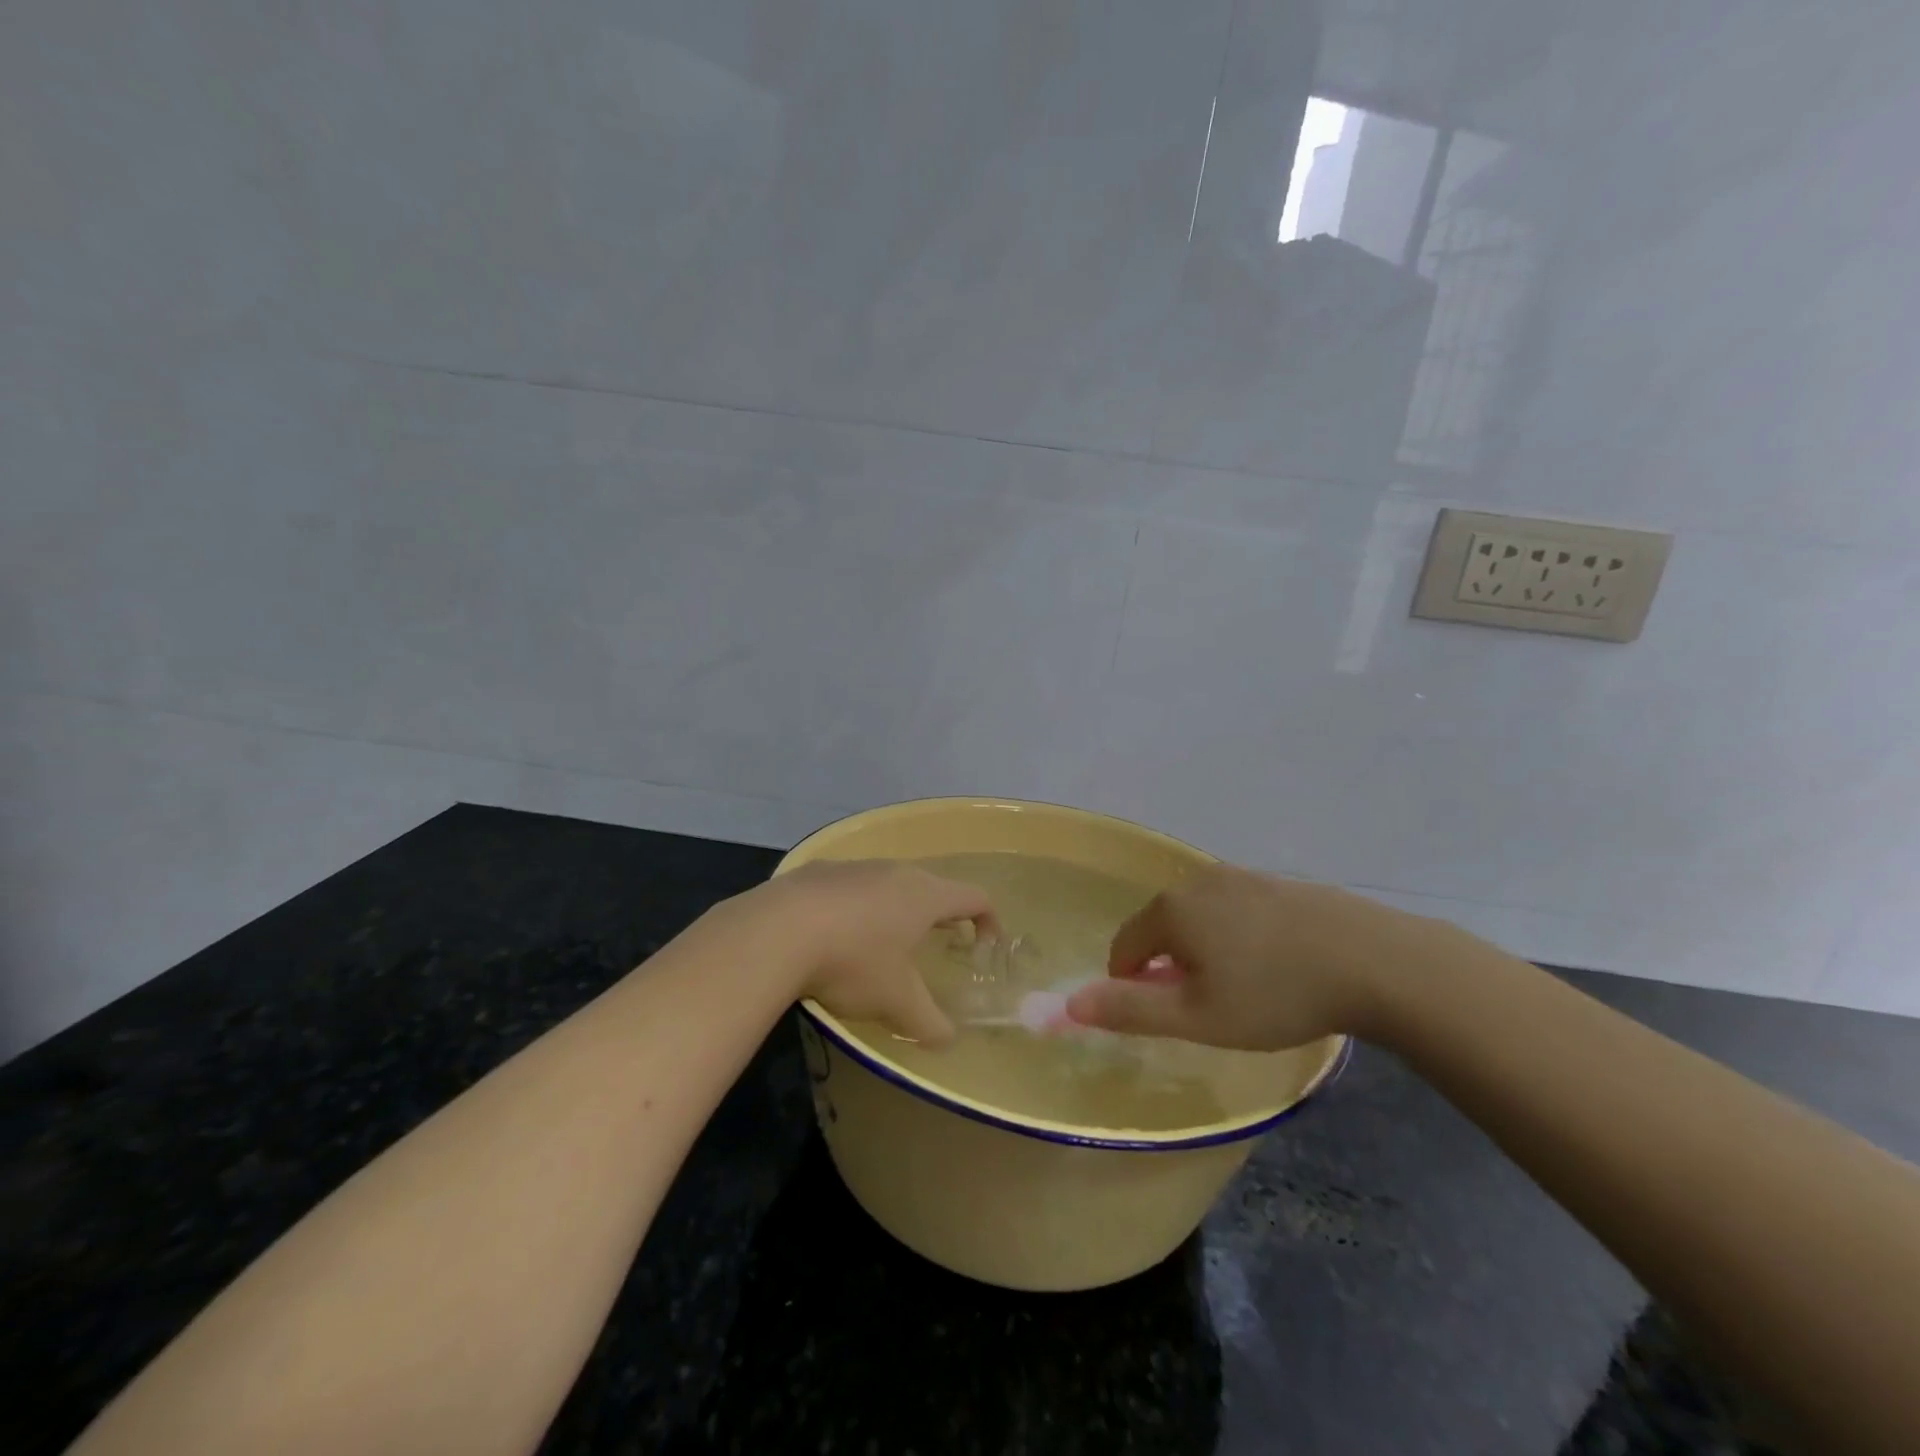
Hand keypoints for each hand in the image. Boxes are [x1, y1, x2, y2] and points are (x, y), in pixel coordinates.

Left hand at [739, 860, 996, 1044]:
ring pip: (888, 883)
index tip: (985, 944)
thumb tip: (948, 1040)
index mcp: (925, 896)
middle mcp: (895, 871)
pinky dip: (856, 908)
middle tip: (937, 944)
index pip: (975, 896)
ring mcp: (855, 867)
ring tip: (884, 943)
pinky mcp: (818, 871)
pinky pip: (850, 887)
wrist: (776, 930)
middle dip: (940, 914)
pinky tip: (834, 936)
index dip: (988, 919)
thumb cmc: (853, 961)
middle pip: (932, 886)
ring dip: (896, 909)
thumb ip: (929, 1022)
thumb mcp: (896, 1002)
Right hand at [1064, 865, 1429, 1049]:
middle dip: (1170, 966)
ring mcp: (1241, 876)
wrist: (1374, 962)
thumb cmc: (1274, 995)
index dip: (1132, 984)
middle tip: (1209, 1006)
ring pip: (1200, 917)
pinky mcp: (1278, 882)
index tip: (1167, 1015)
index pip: (1124, 946)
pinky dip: (1238, 935)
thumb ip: (1129, 1010)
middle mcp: (1198, 881)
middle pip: (1161, 928)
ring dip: (1204, 949)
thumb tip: (1070, 1004)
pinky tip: (1276, 962)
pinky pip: (1236, 909)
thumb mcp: (1196, 1017)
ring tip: (1245, 987)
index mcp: (1171, 910)